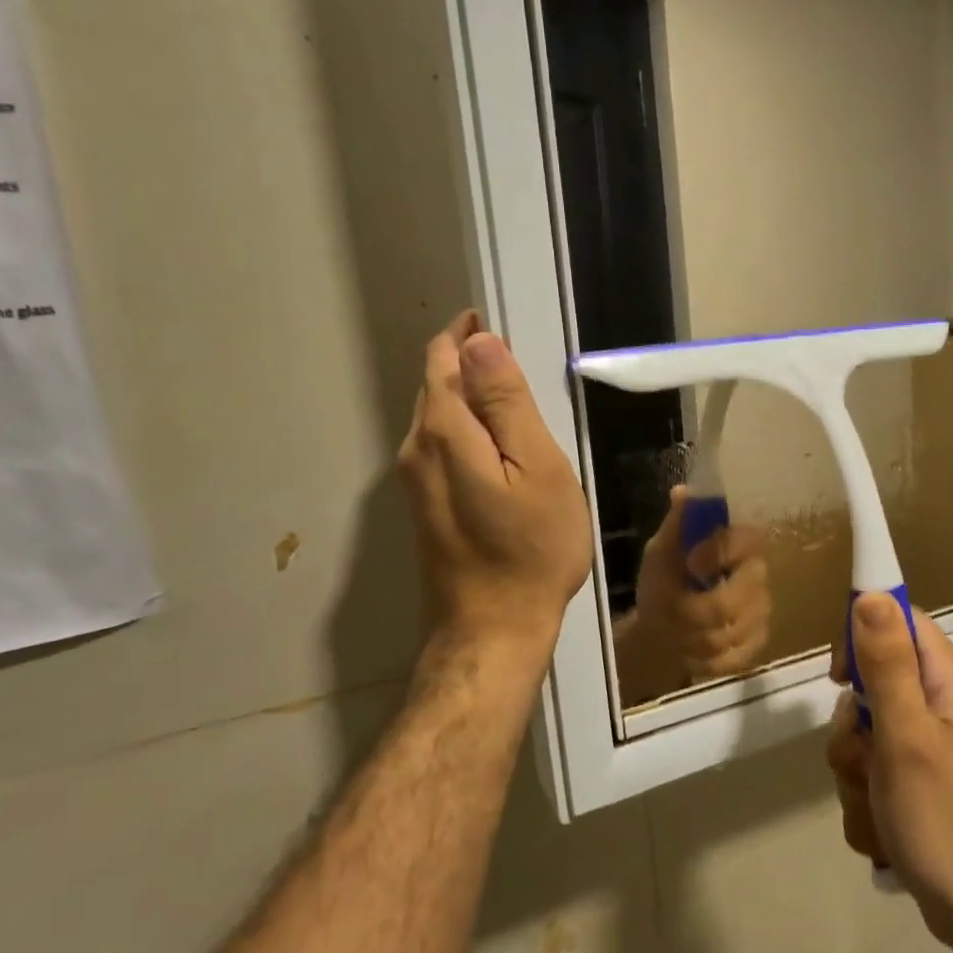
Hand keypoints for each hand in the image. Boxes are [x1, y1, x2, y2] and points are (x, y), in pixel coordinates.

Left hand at [396, 312, 592, 664]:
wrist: (494, 629)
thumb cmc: (531, 548)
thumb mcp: (537, 469)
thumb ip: (507, 404)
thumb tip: (480, 342)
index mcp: (443, 432)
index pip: (444, 358)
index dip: (470, 334)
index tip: (505, 322)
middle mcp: (416, 449)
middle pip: (437, 385)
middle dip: (471, 362)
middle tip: (523, 359)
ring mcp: (415, 481)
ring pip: (439, 416)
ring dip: (471, 396)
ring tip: (519, 398)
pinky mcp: (425, 505)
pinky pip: (443, 446)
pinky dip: (469, 429)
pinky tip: (501, 446)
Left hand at [630, 487, 771, 684]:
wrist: (660, 628)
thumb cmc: (663, 580)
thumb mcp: (661, 551)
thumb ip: (676, 525)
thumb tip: (682, 492)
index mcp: (737, 543)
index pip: (746, 541)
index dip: (718, 554)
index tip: (690, 564)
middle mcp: (757, 573)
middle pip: (738, 597)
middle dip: (696, 610)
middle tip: (674, 610)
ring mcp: (761, 610)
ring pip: (732, 632)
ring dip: (694, 636)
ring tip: (676, 631)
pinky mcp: (758, 642)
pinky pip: (735, 657)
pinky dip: (705, 659)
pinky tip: (691, 651)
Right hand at [827, 596, 952, 949]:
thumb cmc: (946, 821)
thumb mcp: (907, 736)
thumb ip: (887, 663)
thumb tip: (870, 593)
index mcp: (949, 678)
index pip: (897, 619)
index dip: (861, 637)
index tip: (840, 679)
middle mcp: (943, 702)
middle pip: (873, 679)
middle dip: (853, 724)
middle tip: (864, 756)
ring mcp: (932, 743)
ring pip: (865, 730)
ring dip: (855, 767)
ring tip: (876, 802)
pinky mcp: (921, 778)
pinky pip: (873, 767)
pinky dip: (867, 794)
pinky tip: (883, 826)